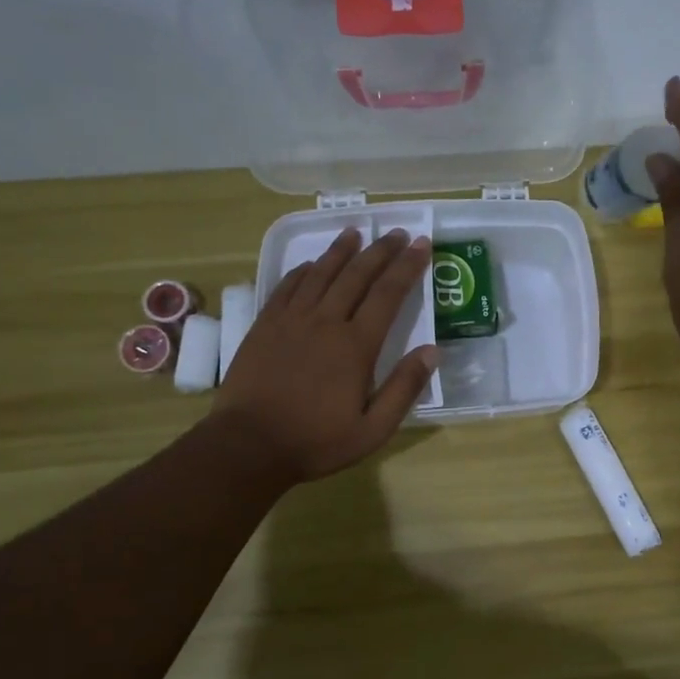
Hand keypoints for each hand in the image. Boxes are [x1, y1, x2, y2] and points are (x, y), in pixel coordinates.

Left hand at [214, 227, 436, 484]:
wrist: (248, 446)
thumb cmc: (316, 441)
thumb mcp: (373, 429)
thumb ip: (404, 389)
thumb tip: (432, 351)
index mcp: (356, 346)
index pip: (388, 294)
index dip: (407, 266)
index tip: (421, 244)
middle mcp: (325, 322)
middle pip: (357, 275)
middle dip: (380, 251)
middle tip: (396, 232)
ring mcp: (291, 321)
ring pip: (321, 274)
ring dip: (341, 251)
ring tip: (355, 233)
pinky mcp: (264, 326)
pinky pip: (287, 287)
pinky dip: (303, 271)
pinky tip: (311, 264)